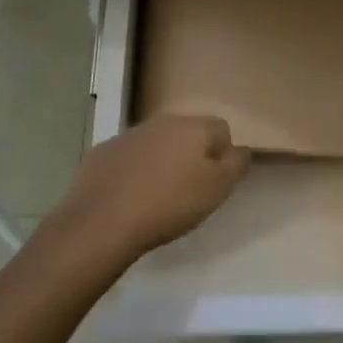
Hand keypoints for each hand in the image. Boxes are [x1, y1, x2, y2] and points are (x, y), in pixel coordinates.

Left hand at [53, 115, 248, 259]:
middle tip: (188, 190)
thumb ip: (235, 165)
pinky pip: (128, 158)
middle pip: (186, 133)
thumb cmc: (169, 204)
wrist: (102, 220)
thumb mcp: (216, 190)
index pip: (221, 129)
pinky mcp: (102, 152)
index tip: (215, 182)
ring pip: (155, 144)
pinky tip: (128, 198)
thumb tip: (240, 150)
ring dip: (161, 162)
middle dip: (190, 155)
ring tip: (156, 197)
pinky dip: (132, 172)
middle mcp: (162, 122)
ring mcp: (129, 135)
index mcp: (193, 127)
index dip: (222, 155)